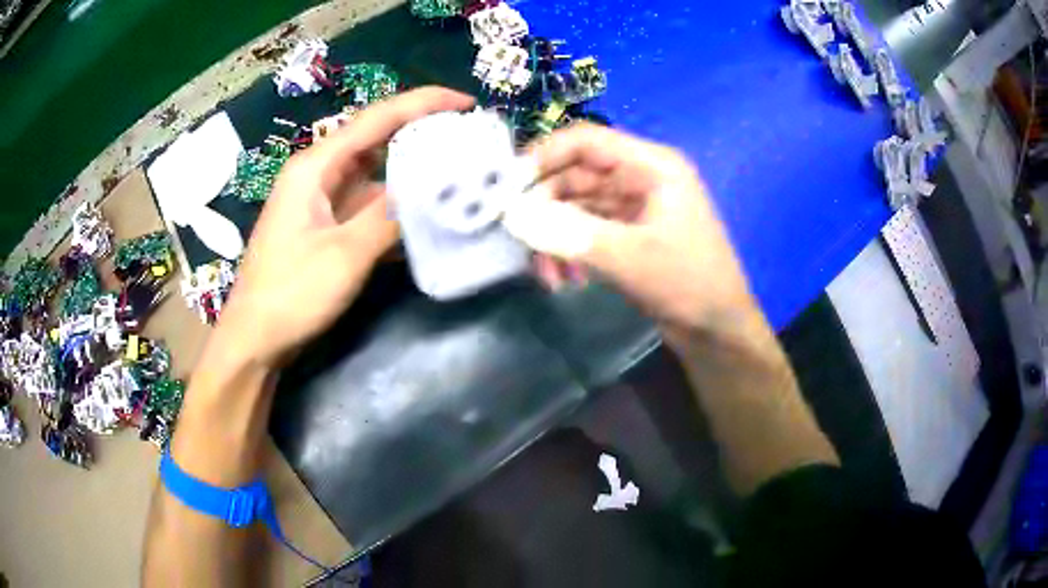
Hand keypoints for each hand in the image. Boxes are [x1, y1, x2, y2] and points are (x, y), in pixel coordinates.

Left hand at [214, 87, 474, 368]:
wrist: (255, 339)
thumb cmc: (290, 294)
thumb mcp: (345, 255)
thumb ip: (390, 216)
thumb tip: (435, 191)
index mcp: (316, 166)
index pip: (377, 118)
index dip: (423, 103)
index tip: (467, 102)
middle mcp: (319, 173)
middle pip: (376, 138)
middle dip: (421, 130)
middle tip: (467, 134)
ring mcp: (321, 200)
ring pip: (375, 172)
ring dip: (412, 169)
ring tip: (457, 170)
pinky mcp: (326, 225)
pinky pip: (368, 202)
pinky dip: (397, 203)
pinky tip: (425, 213)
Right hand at [503, 123, 760, 343]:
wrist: (717, 331)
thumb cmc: (689, 284)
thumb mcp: (631, 257)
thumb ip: (571, 234)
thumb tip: (513, 215)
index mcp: (652, 165)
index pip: (587, 141)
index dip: (544, 155)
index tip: (507, 186)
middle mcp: (640, 177)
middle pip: (575, 174)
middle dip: (545, 208)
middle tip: (520, 239)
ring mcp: (632, 207)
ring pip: (575, 206)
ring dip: (554, 236)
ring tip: (548, 274)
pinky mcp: (626, 234)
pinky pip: (584, 230)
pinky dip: (569, 250)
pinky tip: (567, 279)